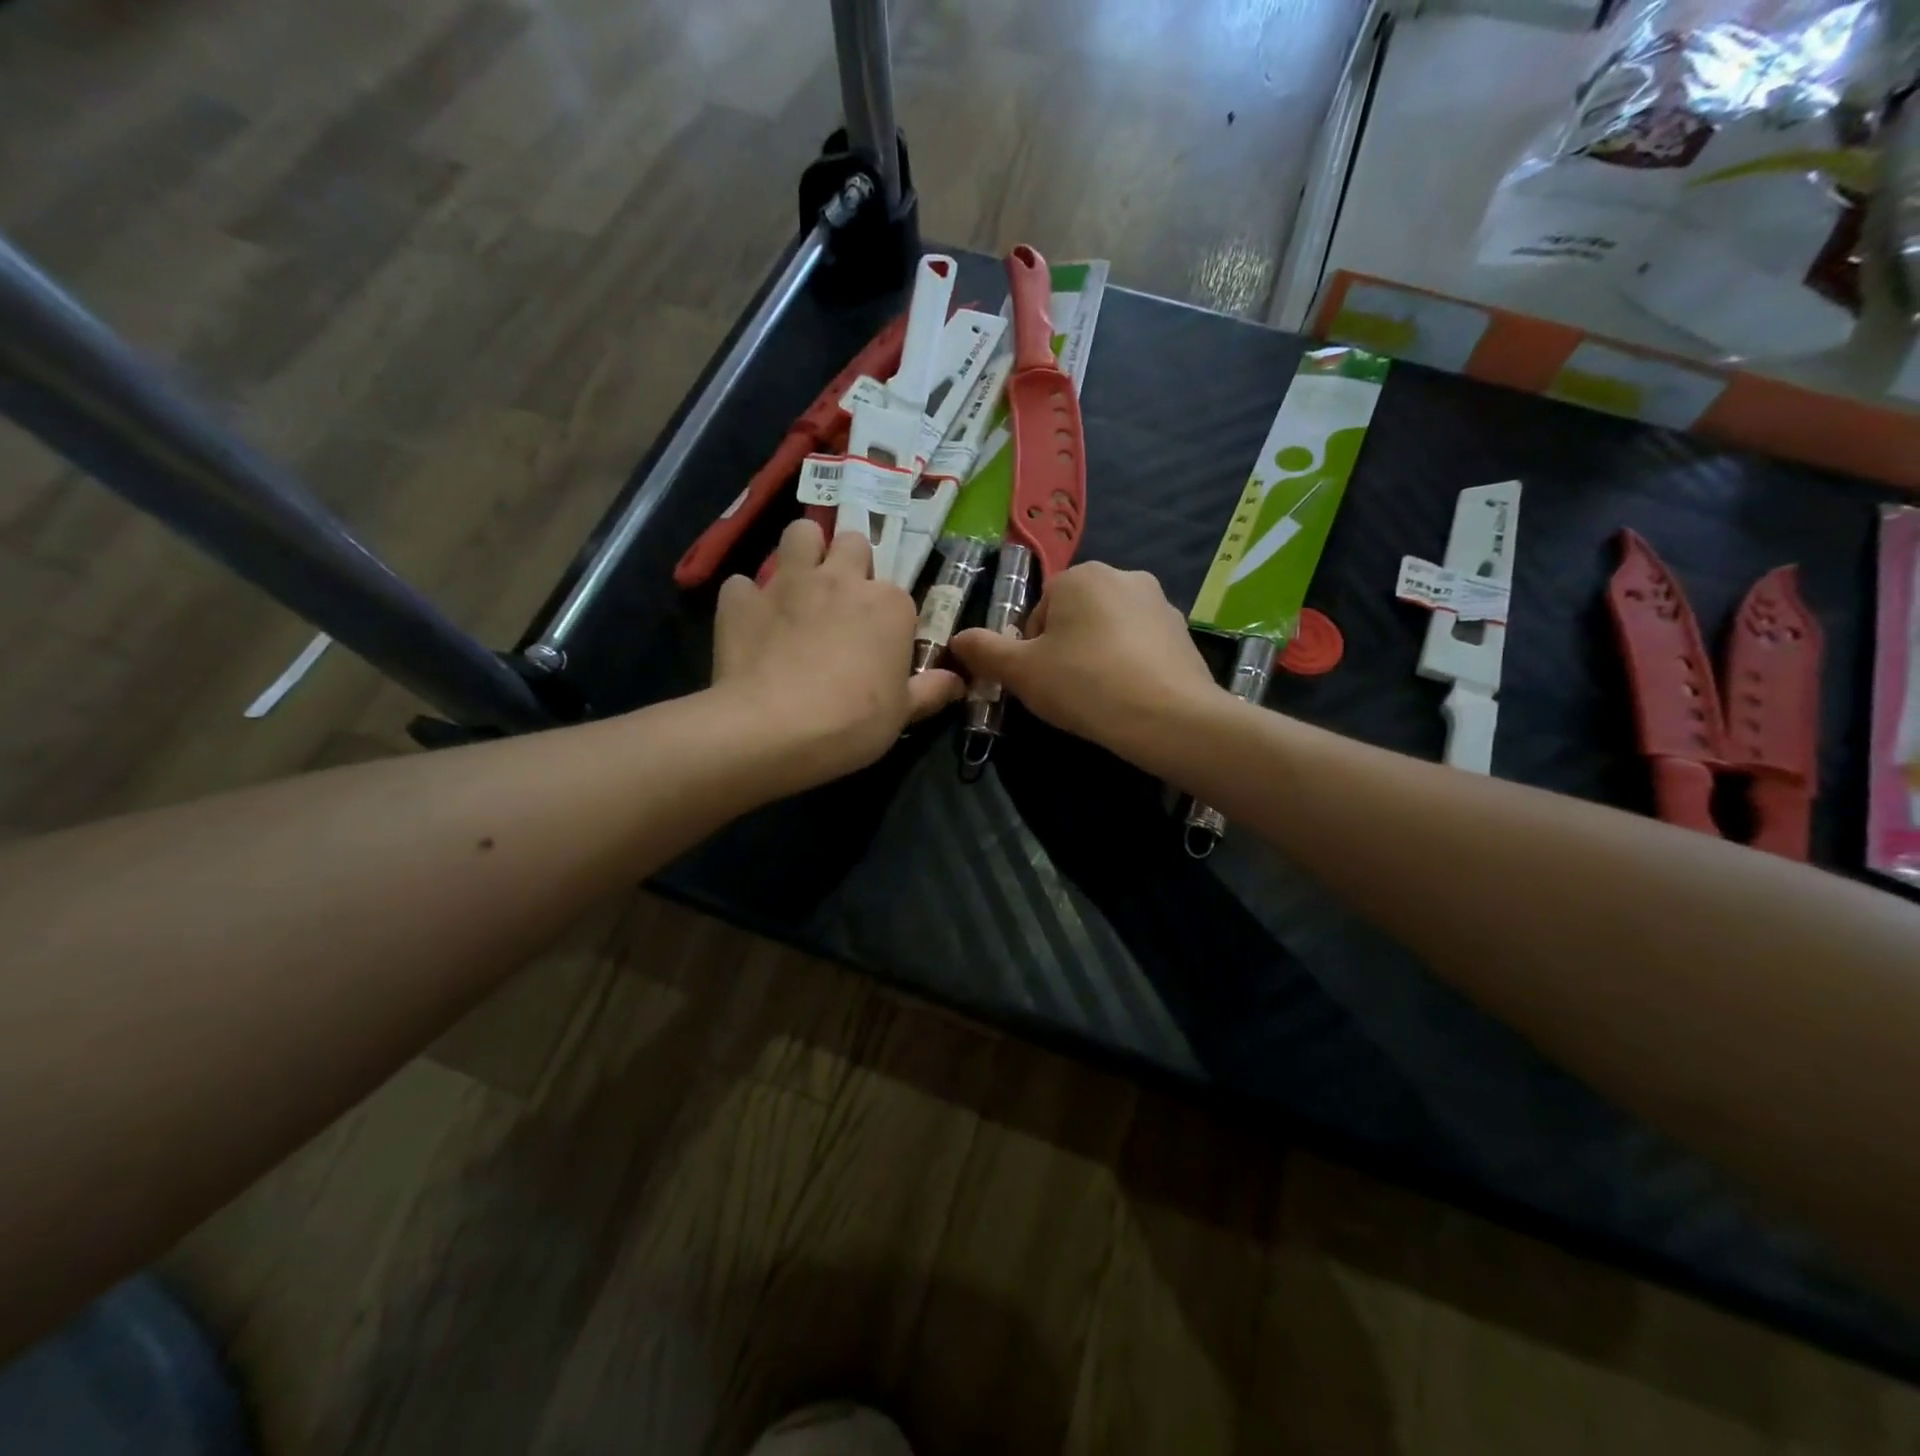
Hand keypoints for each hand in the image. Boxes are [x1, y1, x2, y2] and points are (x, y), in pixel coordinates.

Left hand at [712, 519, 962, 785]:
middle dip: (848, 563)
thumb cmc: (853, 722)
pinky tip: (751, 624)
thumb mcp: (903, 713)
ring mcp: (788, 583)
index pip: (897, 593)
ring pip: (799, 533)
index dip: (888, 616)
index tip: (881, 644)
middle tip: (842, 600)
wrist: (774, 730)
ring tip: (799, 586)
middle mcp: (840, 579)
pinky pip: (743, 584)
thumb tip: (957, 681)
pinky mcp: (742, 600)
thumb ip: (931, 690)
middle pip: (851, 543)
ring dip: (802, 552)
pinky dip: (748, 600)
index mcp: (888, 604)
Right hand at [949, 561, 1219, 757]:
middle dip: (1065, 649)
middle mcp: (1124, 576)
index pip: (1039, 610)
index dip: (1031, 649)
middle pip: (1075, 617)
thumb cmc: (1085, 684)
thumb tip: (957, 639)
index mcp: (1081, 575)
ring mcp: (1160, 603)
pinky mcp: (1183, 634)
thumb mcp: (1021, 671)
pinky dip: (1129, 666)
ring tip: (1098, 696)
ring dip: (1097, 657)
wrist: (1167, 718)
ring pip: (1109, 631)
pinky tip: (1128, 697)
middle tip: (1066, 689)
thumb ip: (984, 651)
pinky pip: (1141, 647)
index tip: (1040, 679)